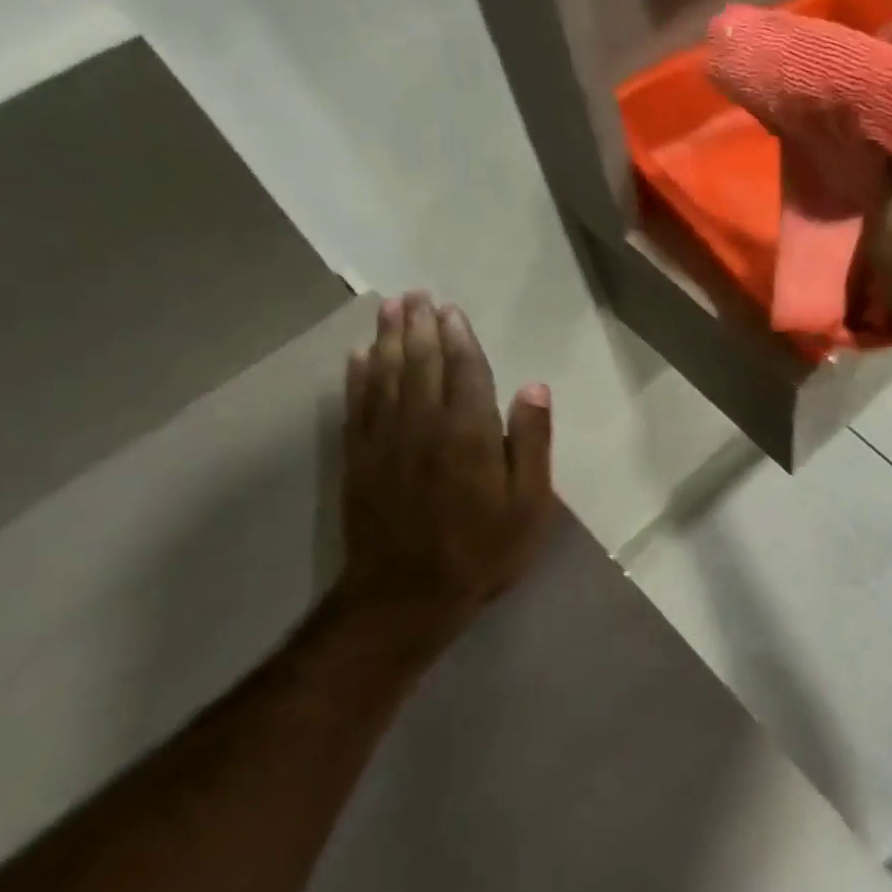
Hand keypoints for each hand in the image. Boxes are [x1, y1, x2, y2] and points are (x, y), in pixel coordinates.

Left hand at [339, 294, 554, 630]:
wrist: (405, 598)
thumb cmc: (481, 551)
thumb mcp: (529, 504)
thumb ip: (531, 442)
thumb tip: (535, 387)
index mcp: (468, 432)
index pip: (464, 370)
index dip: (459, 337)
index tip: (452, 309)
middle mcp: (422, 424)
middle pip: (420, 363)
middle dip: (420, 325)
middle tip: (416, 294)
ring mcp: (384, 440)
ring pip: (385, 375)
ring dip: (388, 339)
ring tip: (389, 308)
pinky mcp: (358, 459)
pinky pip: (357, 405)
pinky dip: (357, 376)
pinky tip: (358, 357)